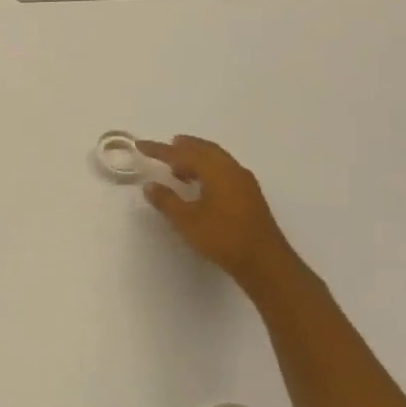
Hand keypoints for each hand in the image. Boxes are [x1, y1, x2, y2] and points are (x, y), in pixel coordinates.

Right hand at [137, 136, 298, 289]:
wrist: (264, 262)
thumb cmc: (222, 237)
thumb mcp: (186, 220)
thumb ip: (166, 200)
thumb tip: (150, 186)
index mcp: (216, 171)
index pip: (182, 153)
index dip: (159, 149)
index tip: (140, 145)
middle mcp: (232, 170)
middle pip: (205, 149)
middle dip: (184, 146)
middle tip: (167, 146)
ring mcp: (245, 183)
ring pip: (217, 160)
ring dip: (197, 159)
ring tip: (178, 168)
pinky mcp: (250, 196)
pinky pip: (225, 171)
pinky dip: (208, 170)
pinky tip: (200, 185)